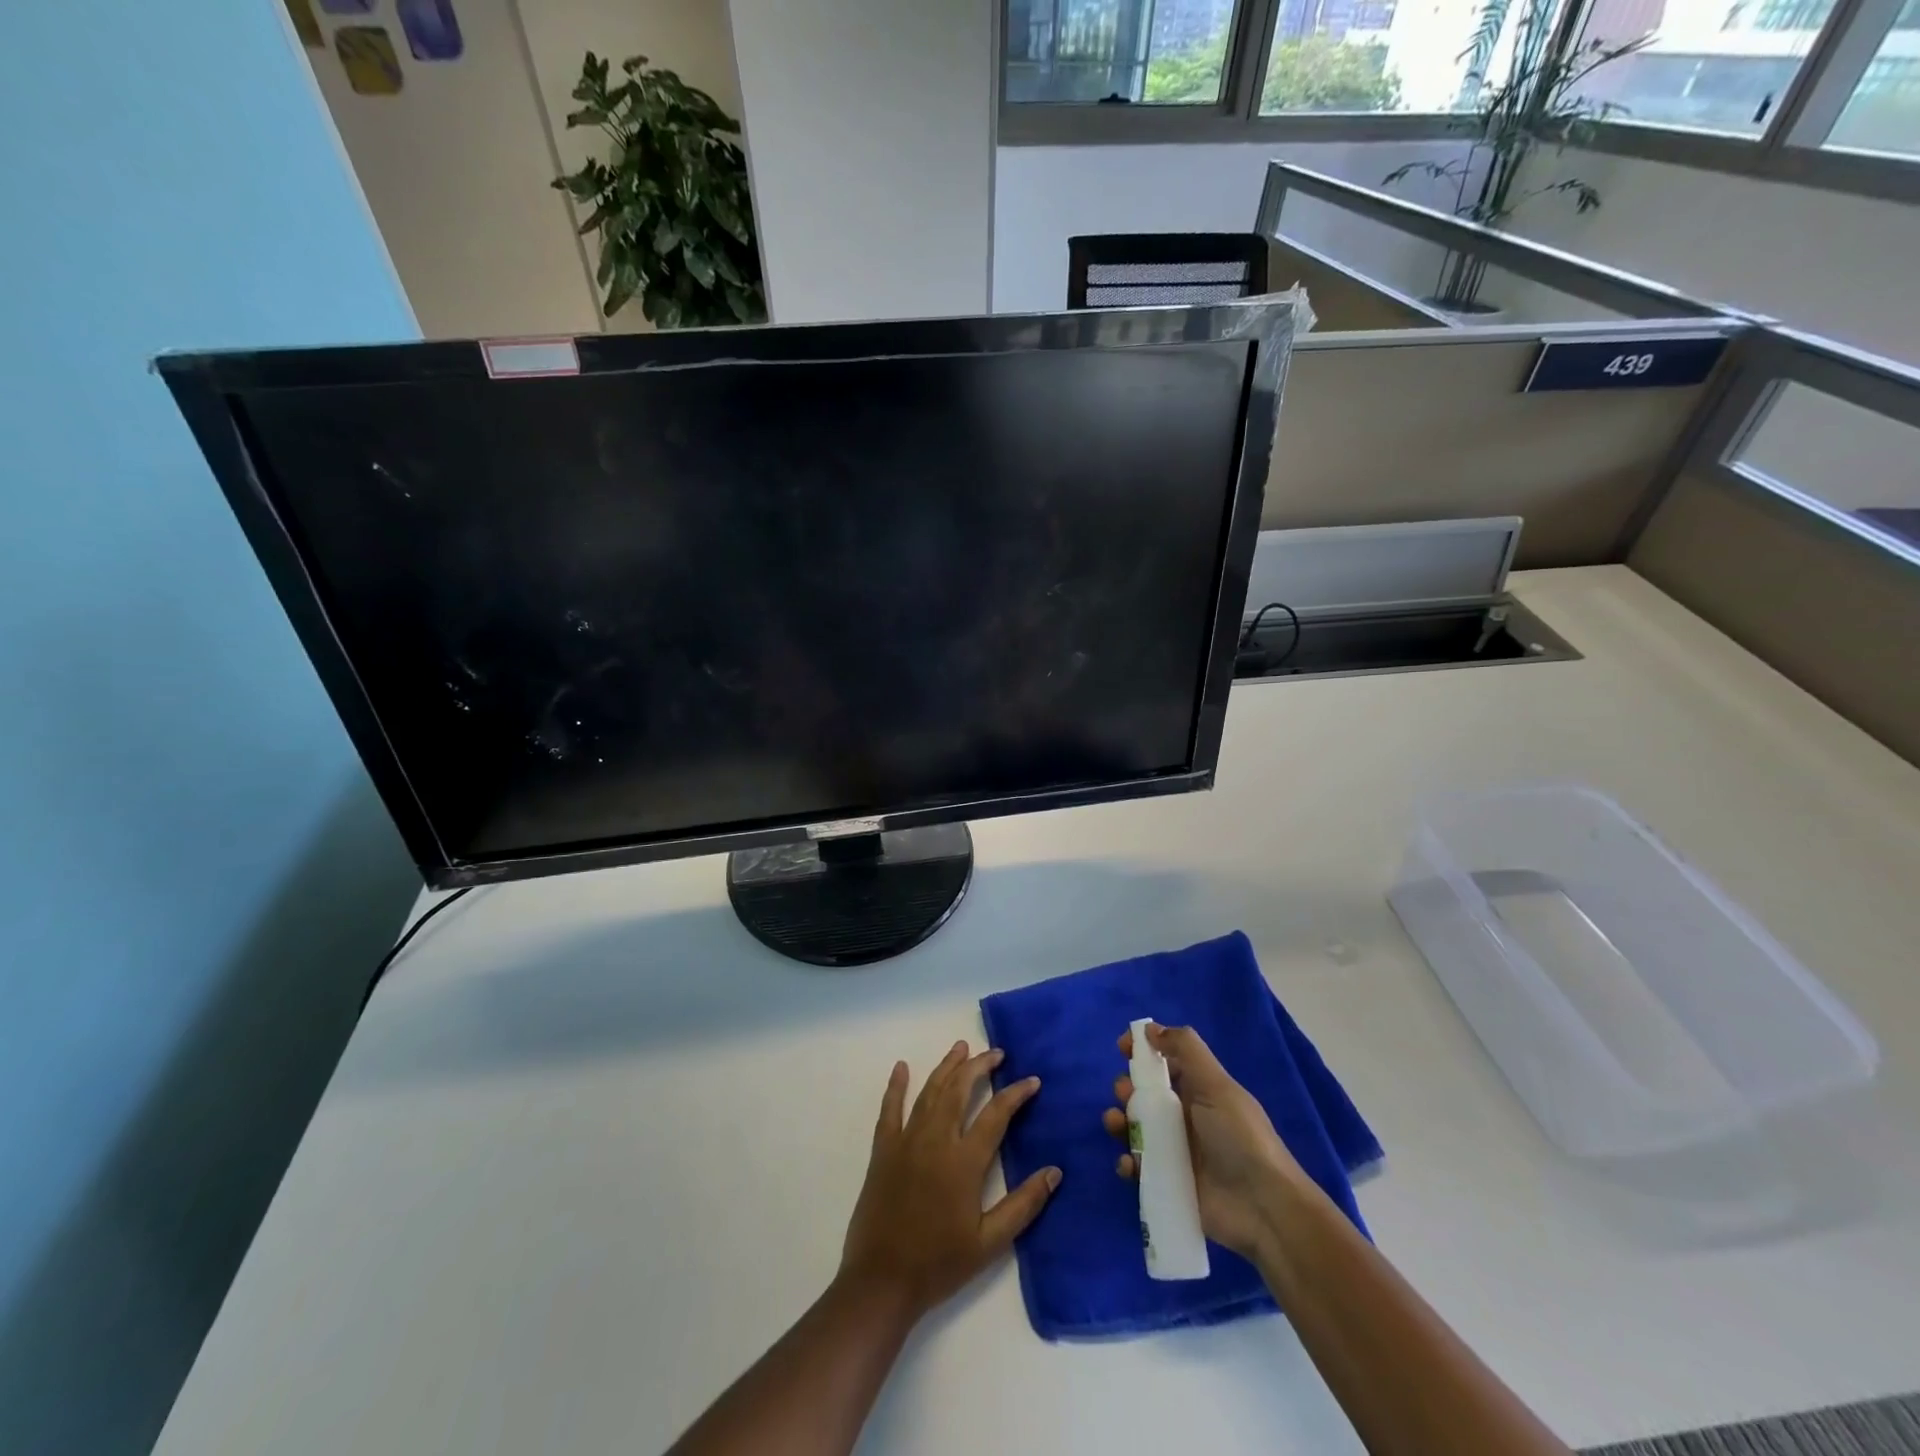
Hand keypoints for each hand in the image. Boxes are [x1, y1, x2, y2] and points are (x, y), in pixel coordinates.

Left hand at [840, 1041, 1060, 1321]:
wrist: (882, 1281)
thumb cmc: (939, 1264)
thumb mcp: (990, 1243)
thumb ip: (1023, 1205)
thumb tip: (1054, 1171)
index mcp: (964, 1161)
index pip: (996, 1114)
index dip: (1016, 1094)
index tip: (1032, 1080)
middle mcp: (936, 1140)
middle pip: (960, 1090)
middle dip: (979, 1066)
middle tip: (996, 1053)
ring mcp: (906, 1141)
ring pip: (930, 1091)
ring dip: (947, 1067)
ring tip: (961, 1047)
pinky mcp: (883, 1150)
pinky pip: (890, 1109)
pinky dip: (896, 1085)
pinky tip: (901, 1067)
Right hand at [1102, 1023, 1303, 1258]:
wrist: (1263, 1209)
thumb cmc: (1239, 1138)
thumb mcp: (1217, 1085)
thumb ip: (1185, 1050)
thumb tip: (1150, 1028)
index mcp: (1198, 1090)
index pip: (1164, 1062)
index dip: (1143, 1051)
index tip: (1123, 1047)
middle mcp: (1184, 1117)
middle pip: (1144, 1094)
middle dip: (1126, 1088)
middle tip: (1125, 1094)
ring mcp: (1175, 1151)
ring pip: (1135, 1128)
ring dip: (1118, 1121)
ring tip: (1117, 1125)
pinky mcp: (1167, 1183)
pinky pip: (1138, 1166)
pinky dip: (1128, 1162)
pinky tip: (1130, 1164)